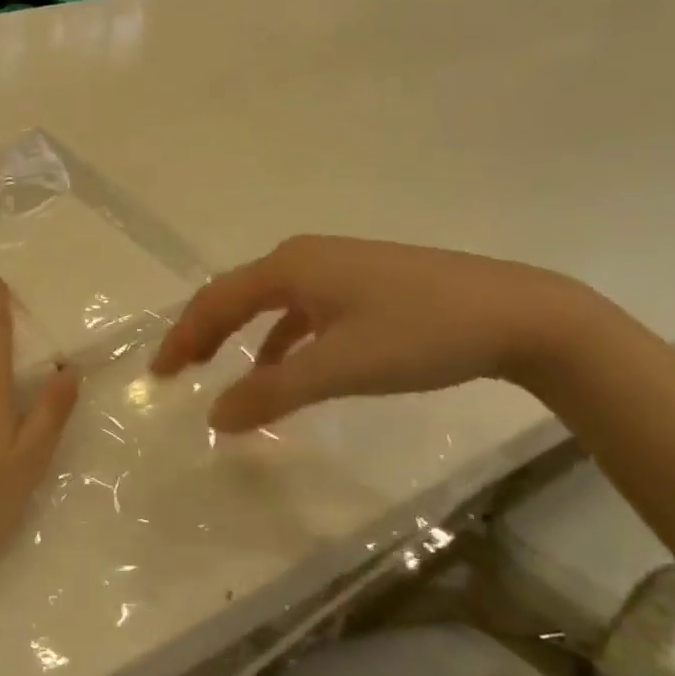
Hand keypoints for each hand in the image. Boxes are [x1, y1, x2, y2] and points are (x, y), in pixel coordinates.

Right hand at [151, 235, 589, 432]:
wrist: (515, 313)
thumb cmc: (419, 334)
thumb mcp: (340, 368)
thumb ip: (273, 392)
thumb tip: (214, 417)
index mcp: (290, 266)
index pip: (217, 300)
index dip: (184, 336)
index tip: (159, 375)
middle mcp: (305, 257)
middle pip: (236, 294)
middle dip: (203, 331)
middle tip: (176, 370)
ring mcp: (337, 267)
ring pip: (269, 301)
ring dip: (239, 334)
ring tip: (219, 370)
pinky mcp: (363, 284)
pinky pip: (302, 308)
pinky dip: (280, 337)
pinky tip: (285, 365)